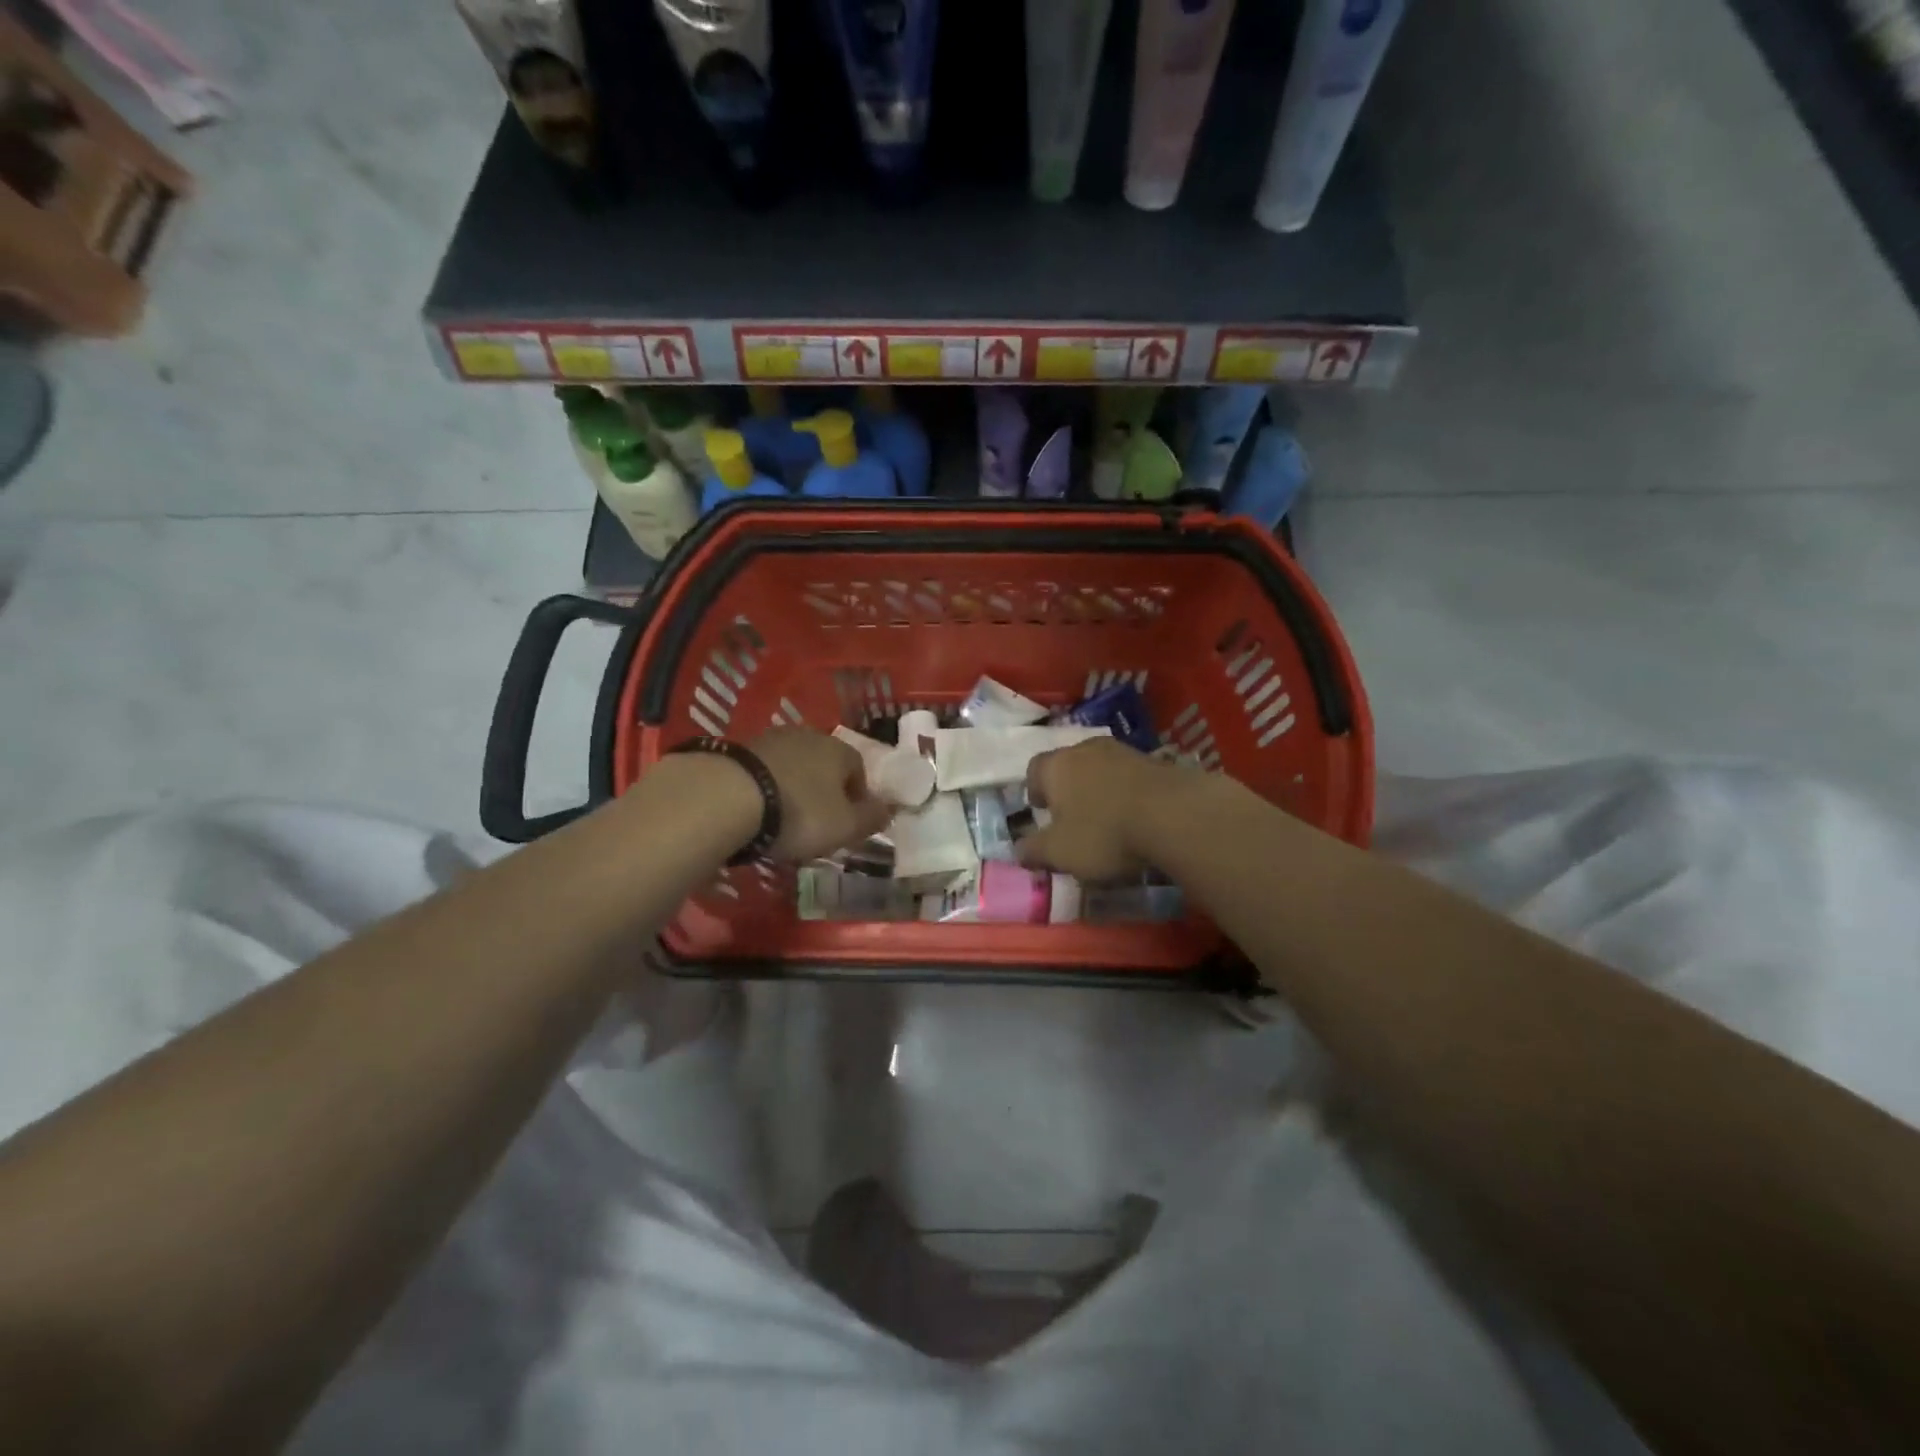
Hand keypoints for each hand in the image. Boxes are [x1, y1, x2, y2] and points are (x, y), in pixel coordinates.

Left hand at [749, 728, 892, 862]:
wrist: (728, 797)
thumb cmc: (799, 813)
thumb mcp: (845, 826)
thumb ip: (870, 818)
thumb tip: (889, 809)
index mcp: (840, 750)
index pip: (858, 769)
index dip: (857, 797)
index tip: (848, 823)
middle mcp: (809, 736)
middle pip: (824, 765)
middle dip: (824, 791)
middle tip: (816, 822)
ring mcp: (771, 739)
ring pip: (793, 766)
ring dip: (793, 788)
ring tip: (783, 819)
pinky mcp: (739, 750)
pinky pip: (764, 772)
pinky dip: (766, 788)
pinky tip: (757, 811)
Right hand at [1018, 738, 1197, 880]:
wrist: (1175, 815)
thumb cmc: (1104, 833)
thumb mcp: (1060, 853)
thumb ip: (1034, 850)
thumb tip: (1019, 850)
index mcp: (1056, 766)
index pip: (1034, 769)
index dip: (1034, 790)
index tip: (1041, 810)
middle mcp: (1086, 749)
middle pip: (1069, 765)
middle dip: (1068, 788)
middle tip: (1072, 817)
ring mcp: (1124, 752)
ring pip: (1102, 769)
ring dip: (1100, 789)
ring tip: (1107, 818)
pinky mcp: (1157, 762)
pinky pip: (1131, 777)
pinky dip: (1128, 793)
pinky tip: (1137, 817)